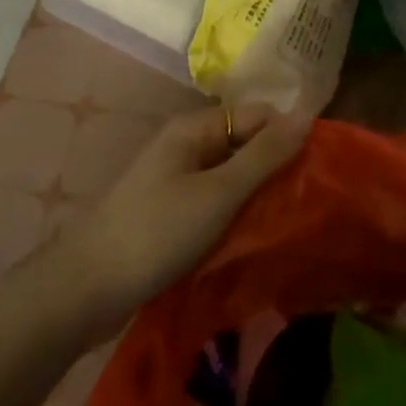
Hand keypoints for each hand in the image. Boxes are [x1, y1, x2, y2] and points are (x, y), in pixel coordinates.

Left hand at [61, 104, 310, 330]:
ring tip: (293, 221)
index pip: (258, 114)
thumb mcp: (218, 194)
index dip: (289, 134)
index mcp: (195, 128)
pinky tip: (257, 238)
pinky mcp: (172, 214)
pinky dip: (237, 215)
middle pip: (245, 144)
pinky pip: (216, 203)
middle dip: (277, 167)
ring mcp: (177, 181)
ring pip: (232, 177)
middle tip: (311, 201)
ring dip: (259, 195)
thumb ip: (263, 156)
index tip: (321, 168)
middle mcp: (187, 145)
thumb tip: (306, 115)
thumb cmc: (156, 233)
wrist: (84, 291)